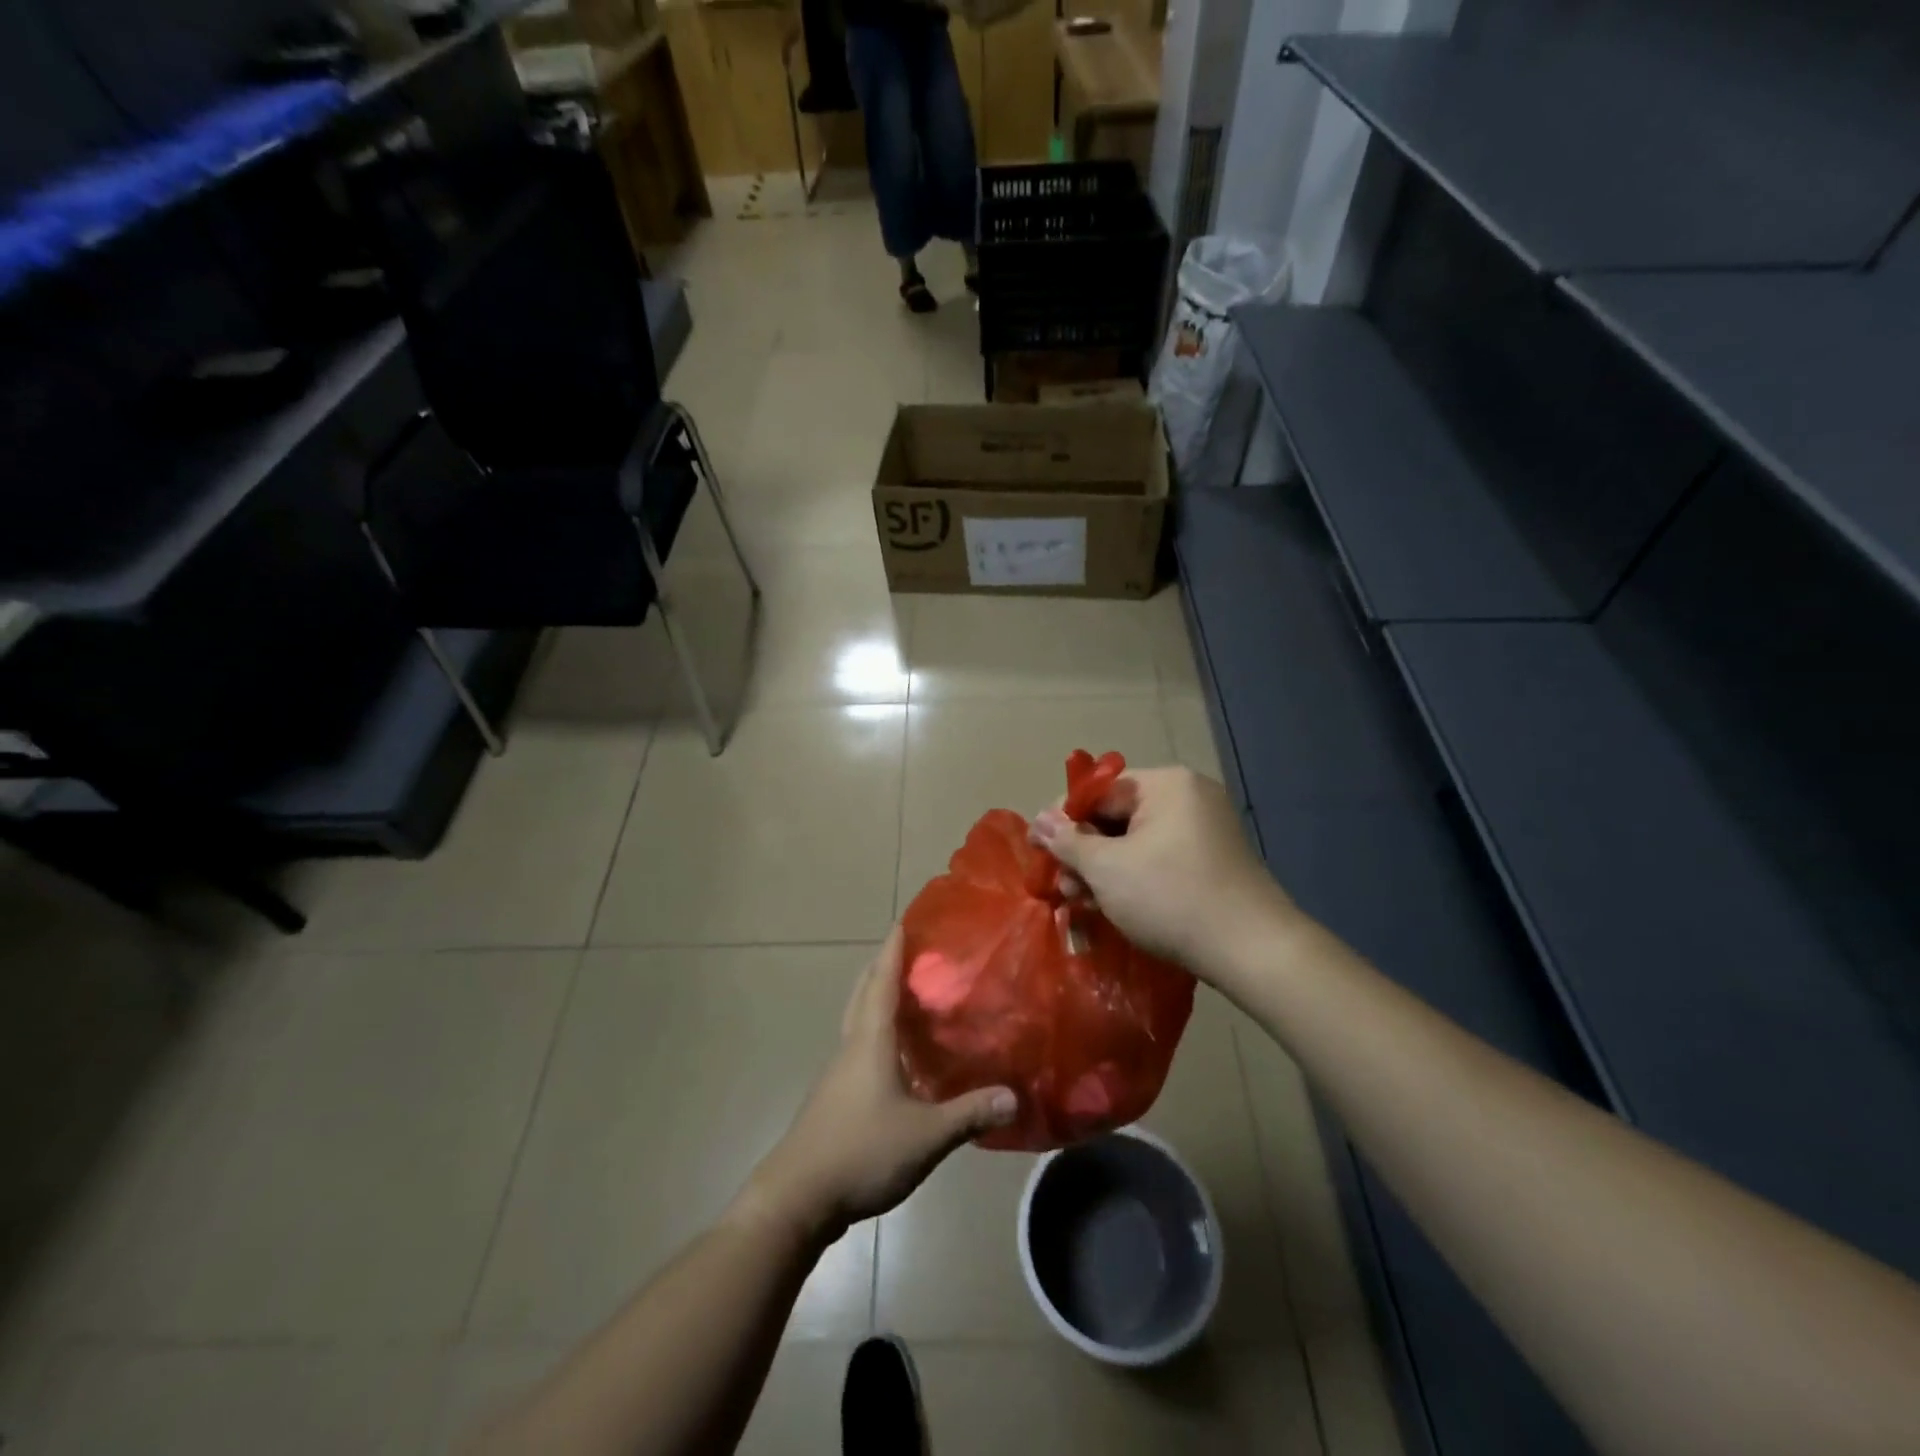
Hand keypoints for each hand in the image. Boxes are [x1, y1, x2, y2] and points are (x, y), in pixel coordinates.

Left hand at [741, 930, 1015, 1242]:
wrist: (797, 1196)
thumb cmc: (861, 1151)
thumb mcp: (926, 1135)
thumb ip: (970, 1113)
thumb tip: (1013, 1096)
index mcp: (871, 1040)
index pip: (882, 981)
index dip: (893, 951)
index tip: (903, 922)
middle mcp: (851, 1045)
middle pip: (863, 993)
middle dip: (882, 967)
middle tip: (907, 952)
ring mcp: (838, 1072)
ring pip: (857, 1019)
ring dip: (875, 997)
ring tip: (904, 994)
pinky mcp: (833, 1096)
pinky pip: (857, 1046)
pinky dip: (874, 1031)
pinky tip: (893, 1053)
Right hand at [1031, 765, 1296, 974]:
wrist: (1253, 950)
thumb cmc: (1171, 897)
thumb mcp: (1107, 869)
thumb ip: (1068, 841)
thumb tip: (1039, 820)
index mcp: (1166, 784)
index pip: (1098, 791)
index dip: (1063, 819)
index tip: (1039, 849)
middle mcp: (1187, 797)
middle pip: (1117, 817)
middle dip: (1083, 852)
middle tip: (1061, 886)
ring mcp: (1204, 830)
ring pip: (1135, 842)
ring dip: (1104, 870)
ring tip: (1081, 903)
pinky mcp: (1211, 862)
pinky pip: (1158, 858)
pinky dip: (1132, 878)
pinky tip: (1112, 906)